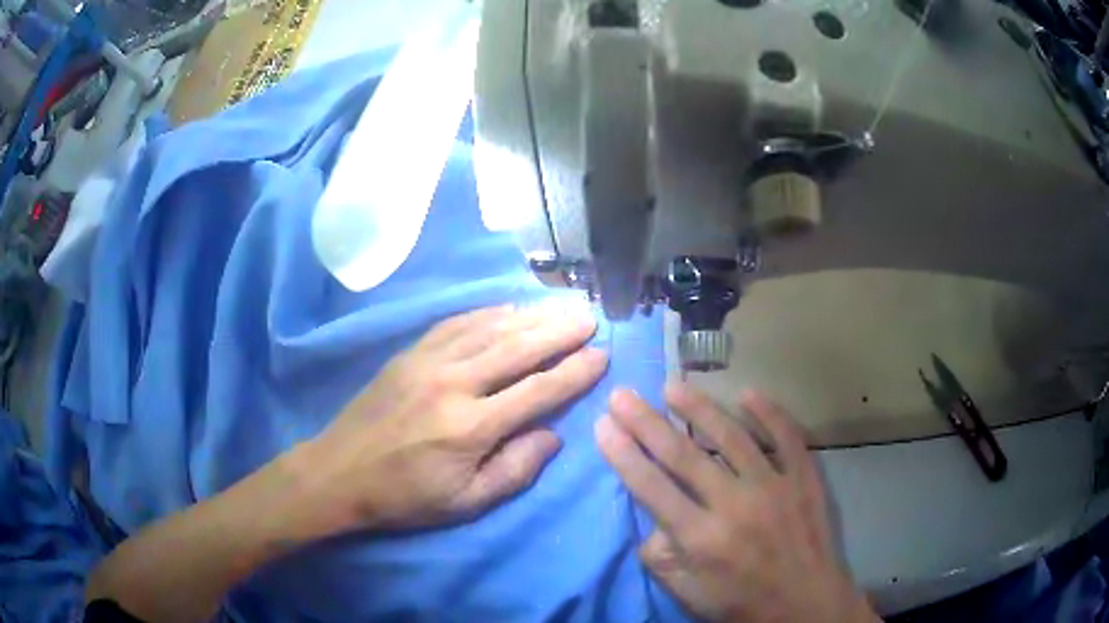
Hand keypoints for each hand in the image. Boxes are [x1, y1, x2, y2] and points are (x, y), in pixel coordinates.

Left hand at [300, 305, 607, 532]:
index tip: (601, 355)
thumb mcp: (465, 503)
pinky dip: (488, 313)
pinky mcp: (409, 353)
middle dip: (559, 330)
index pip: (537, 390)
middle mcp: (453, 384)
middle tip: (589, 316)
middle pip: (517, 347)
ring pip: (489, 328)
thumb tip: (552, 435)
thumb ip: (514, 471)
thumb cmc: (405, 496)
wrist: (338, 472)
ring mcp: (427, 362)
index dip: (574, 372)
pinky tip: (509, 309)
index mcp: (470, 427)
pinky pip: (456, 323)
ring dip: (530, 315)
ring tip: (560, 307)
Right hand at [595, 384, 878, 622]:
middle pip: (682, 454)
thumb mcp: (688, 594)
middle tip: (624, 394)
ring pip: (731, 436)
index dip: (623, 453)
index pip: (651, 487)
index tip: (603, 424)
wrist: (806, 604)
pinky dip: (769, 412)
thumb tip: (650, 520)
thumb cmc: (742, 603)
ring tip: (673, 386)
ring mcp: (773, 486)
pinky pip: (786, 436)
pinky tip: (748, 393)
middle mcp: (734, 505)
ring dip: (699, 407)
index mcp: (701, 538)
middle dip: (646, 422)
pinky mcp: (804, 478)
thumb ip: (662, 557)